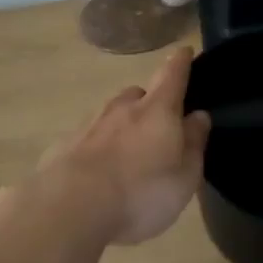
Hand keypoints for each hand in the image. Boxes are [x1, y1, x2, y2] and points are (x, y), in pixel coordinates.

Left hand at [24, 47, 210, 245]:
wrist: (68, 211)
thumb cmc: (141, 193)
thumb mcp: (184, 176)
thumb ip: (193, 143)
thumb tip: (199, 115)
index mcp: (157, 110)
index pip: (172, 74)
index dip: (181, 62)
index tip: (184, 51)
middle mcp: (122, 108)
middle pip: (138, 94)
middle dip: (149, 103)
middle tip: (157, 127)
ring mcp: (89, 125)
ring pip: (111, 115)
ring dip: (121, 126)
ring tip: (127, 155)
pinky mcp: (63, 147)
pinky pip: (88, 139)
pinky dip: (97, 149)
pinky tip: (97, 174)